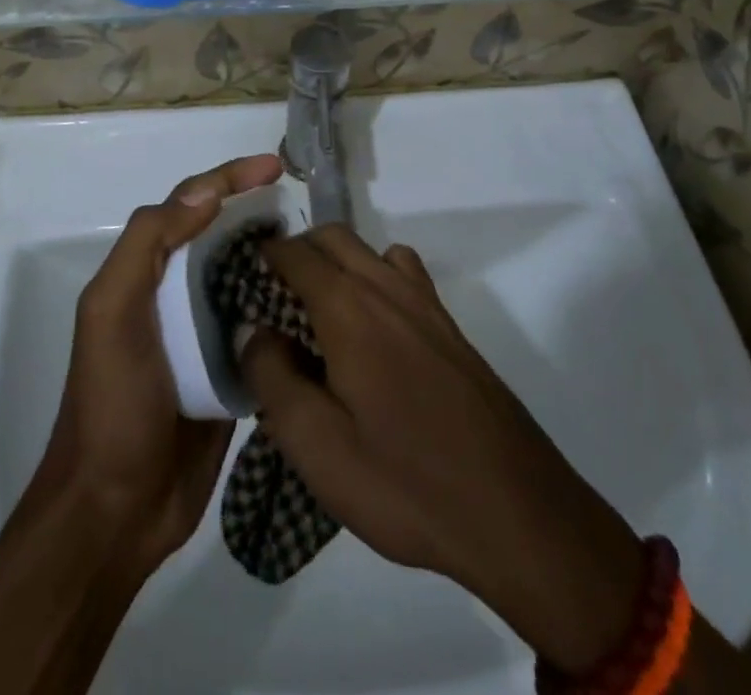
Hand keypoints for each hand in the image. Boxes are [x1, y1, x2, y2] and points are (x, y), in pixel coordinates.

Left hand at [34, 153, 283, 569]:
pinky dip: (283, 311)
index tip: (276, 166)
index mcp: (146, 272)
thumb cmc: (112, 402)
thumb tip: (205, 191)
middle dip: (258, 214)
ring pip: (245, 279)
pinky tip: (315, 306)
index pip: (191, 205)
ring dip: (275, 260)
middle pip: (222, 237)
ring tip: (318, 251)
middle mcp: (174, 295)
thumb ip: (148, 243)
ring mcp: (202, 335)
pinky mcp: (228, 373)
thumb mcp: (113, 310)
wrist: (116, 510)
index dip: (230, 178)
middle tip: (306, 208)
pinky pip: (259, 329)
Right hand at [238, 227, 644, 672]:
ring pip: (368, 250)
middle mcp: (386, 287)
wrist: (516, 512)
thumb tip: (251, 329)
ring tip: (315, 312)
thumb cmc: (405, 482)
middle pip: (331, 237)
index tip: (235, 278)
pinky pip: (402, 272)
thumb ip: (272, 377)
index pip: (294, 253)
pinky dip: (375, 276)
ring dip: (335, 261)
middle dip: (295, 252)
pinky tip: (371, 329)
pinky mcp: (449, 326)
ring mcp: (424, 302)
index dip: (260, 256)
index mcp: (348, 307)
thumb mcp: (317, 447)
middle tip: (268, 298)